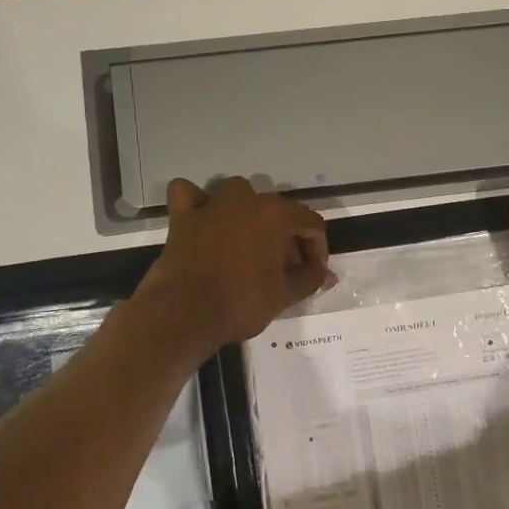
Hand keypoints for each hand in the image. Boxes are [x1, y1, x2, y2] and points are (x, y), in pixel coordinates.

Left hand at [138, 177, 333, 350]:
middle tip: (287, 270)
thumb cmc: (242, 302)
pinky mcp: (182, 218)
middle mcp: (246, 200)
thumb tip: (326, 274)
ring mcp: (211, 205)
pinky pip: (189, 194)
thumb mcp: (285, 295)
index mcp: (275, 214)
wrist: (184, 314)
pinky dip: (198, 201)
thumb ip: (310, 279)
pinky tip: (205, 218)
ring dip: (249, 213)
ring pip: (239, 194)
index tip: (313, 274)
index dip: (318, 249)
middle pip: (278, 210)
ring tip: (252, 243)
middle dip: (288, 238)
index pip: (311, 223)